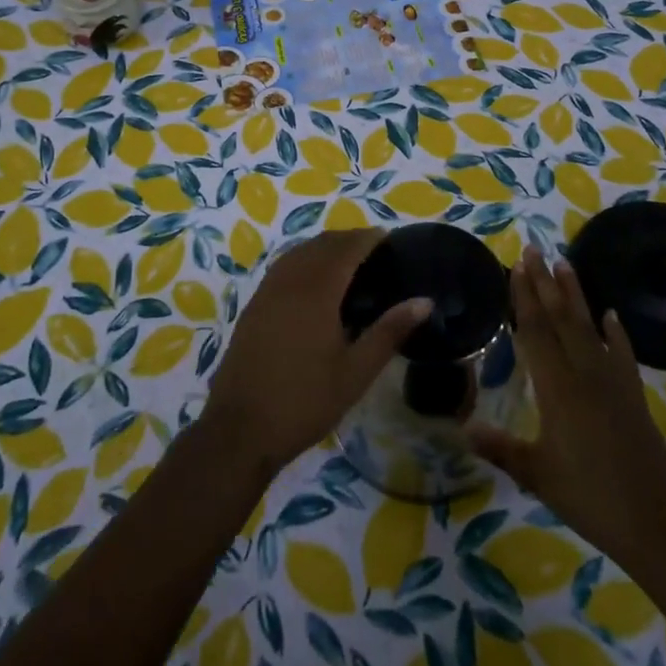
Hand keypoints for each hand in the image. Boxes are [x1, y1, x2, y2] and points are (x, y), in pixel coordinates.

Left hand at [202, 228, 428, 475]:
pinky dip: (303, 260)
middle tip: (374, 249)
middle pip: (321, 244)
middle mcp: (289, 281)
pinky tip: (313, 281)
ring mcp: (267, 292)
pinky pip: (283, 267)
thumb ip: (389, 332)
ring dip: (324, 247)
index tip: (388, 237)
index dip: (367, 238)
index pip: (346, 249)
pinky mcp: (254, 306)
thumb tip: (424, 301)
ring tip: (348, 260)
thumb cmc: (305, 401)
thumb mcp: (356, 372)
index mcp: (317, 291)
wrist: (240, 428)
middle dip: (348, 239)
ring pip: (298, 252)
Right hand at [470, 249, 665, 568]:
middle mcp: (584, 374)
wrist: (657, 523)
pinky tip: (611, 314)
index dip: (524, 298)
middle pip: (560, 319)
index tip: (516, 267)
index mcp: (557, 389)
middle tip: (534, 250)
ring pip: (589, 327)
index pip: (535, 332)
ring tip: (565, 263)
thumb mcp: (537, 475)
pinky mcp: (633, 394)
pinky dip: (616, 332)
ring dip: (575, 295)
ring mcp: (613, 381)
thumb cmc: (589, 497)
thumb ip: (500, 447)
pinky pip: (622, 353)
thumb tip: (463, 426)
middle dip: (545, 283)